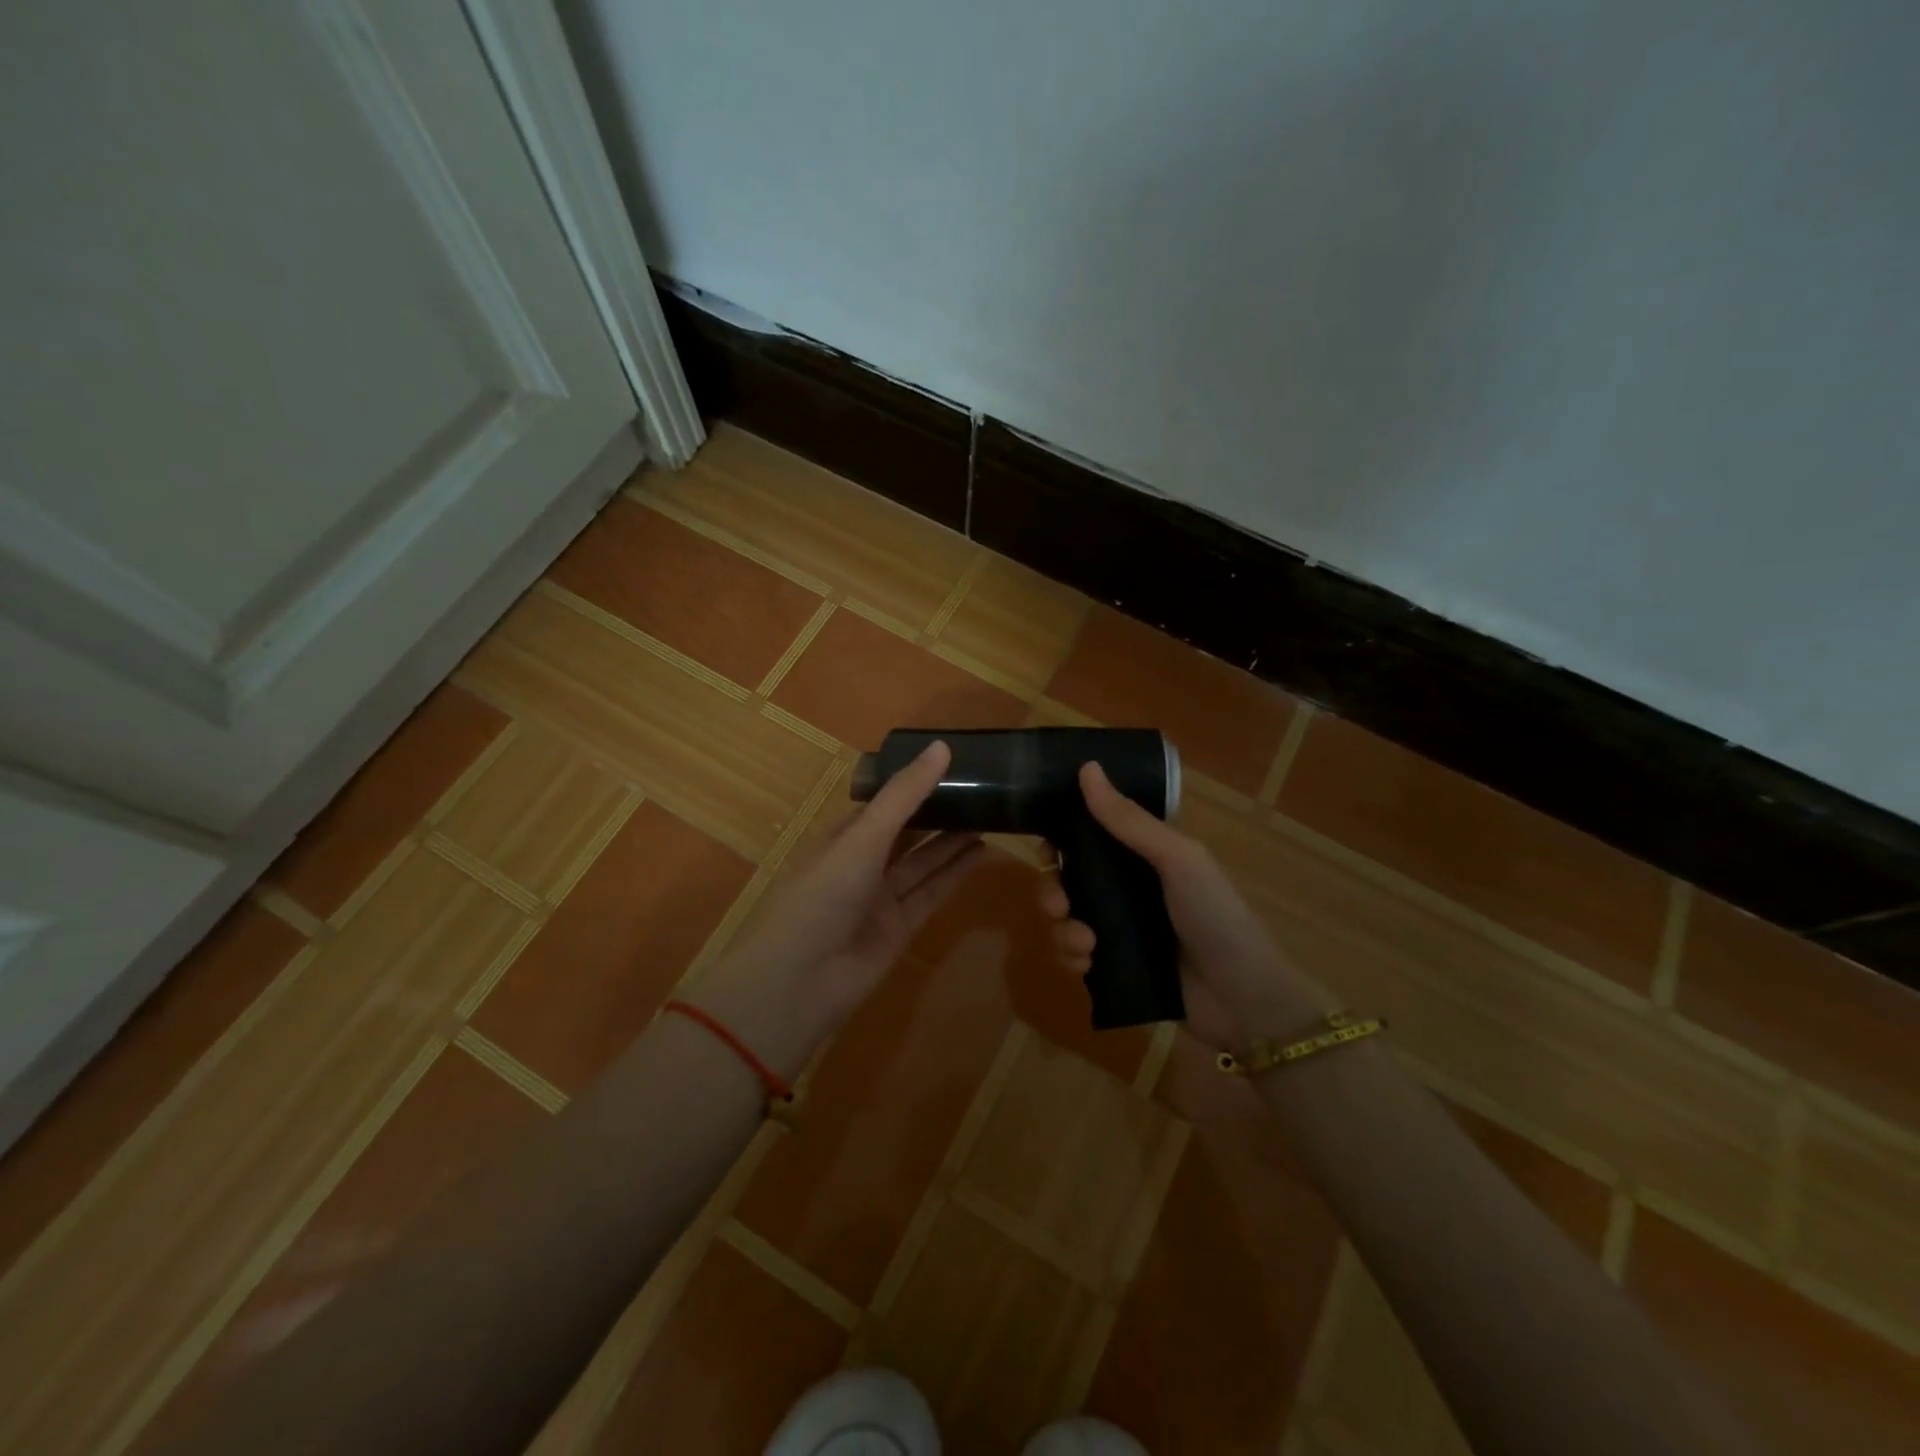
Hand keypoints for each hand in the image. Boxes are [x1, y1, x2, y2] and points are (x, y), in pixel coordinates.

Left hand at [689, 741, 983, 1077]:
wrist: (800, 980)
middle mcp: (863, 863)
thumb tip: (942, 747)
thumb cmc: (823, 894)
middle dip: (940, 814)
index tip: (953, 765)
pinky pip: (932, 894)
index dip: (916, 784)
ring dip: (953, 843)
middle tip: (983, 792)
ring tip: (992, 818)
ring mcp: (882, 898)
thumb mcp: (864, 837)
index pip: (885, 803)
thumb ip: (904, 795)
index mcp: (844, 836)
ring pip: (924, 863)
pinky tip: (981, 854)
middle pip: (908, 833)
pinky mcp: (900, 928)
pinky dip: (955, 875)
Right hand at [1039, 762, 1333, 1051]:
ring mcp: (1120, 930)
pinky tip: (1087, 965)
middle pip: (1067, 880)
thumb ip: (1129, 820)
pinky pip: (1075, 956)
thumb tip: (1087, 767)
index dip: (1060, 839)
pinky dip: (1073, 958)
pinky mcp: (1116, 967)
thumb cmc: (1216, 916)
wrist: (1244, 999)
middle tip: (1059, 905)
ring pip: (1066, 919)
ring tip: (1085, 945)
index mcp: (1142, 856)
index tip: (1045, 848)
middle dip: (1052, 891)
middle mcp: (1126, 888)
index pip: (1088, 837)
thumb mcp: (1177, 859)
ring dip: (1062, 930)